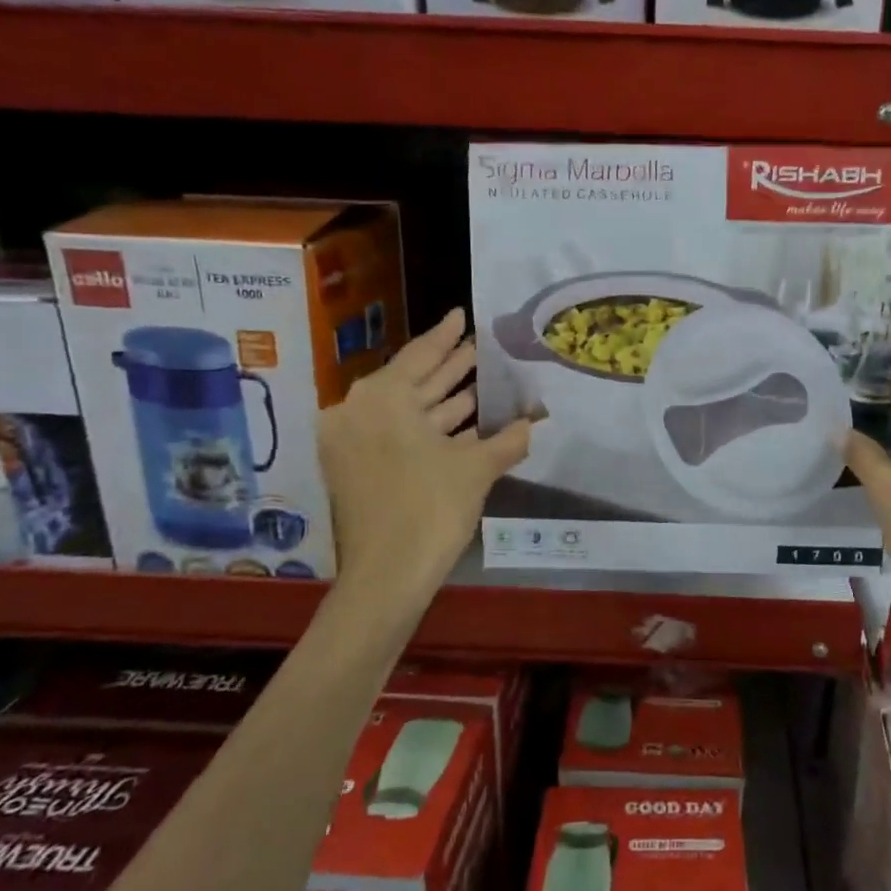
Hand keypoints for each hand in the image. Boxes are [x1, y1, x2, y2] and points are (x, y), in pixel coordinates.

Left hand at [319, 307, 531, 596]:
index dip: (447, 336)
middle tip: (482, 346)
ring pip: (409, 411)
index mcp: (381, 398)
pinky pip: (400, 435)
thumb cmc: (430, 509)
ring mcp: (356, 443)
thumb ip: (507, 439)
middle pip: (413, 380)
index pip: (421, 355)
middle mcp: (360, 412)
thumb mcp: (476, 469)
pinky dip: (432, 429)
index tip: (463, 313)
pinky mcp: (359, 470)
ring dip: (446, 399)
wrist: (386, 577)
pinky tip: (468, 423)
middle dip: (451, 366)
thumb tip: (534, 423)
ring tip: (484, 380)